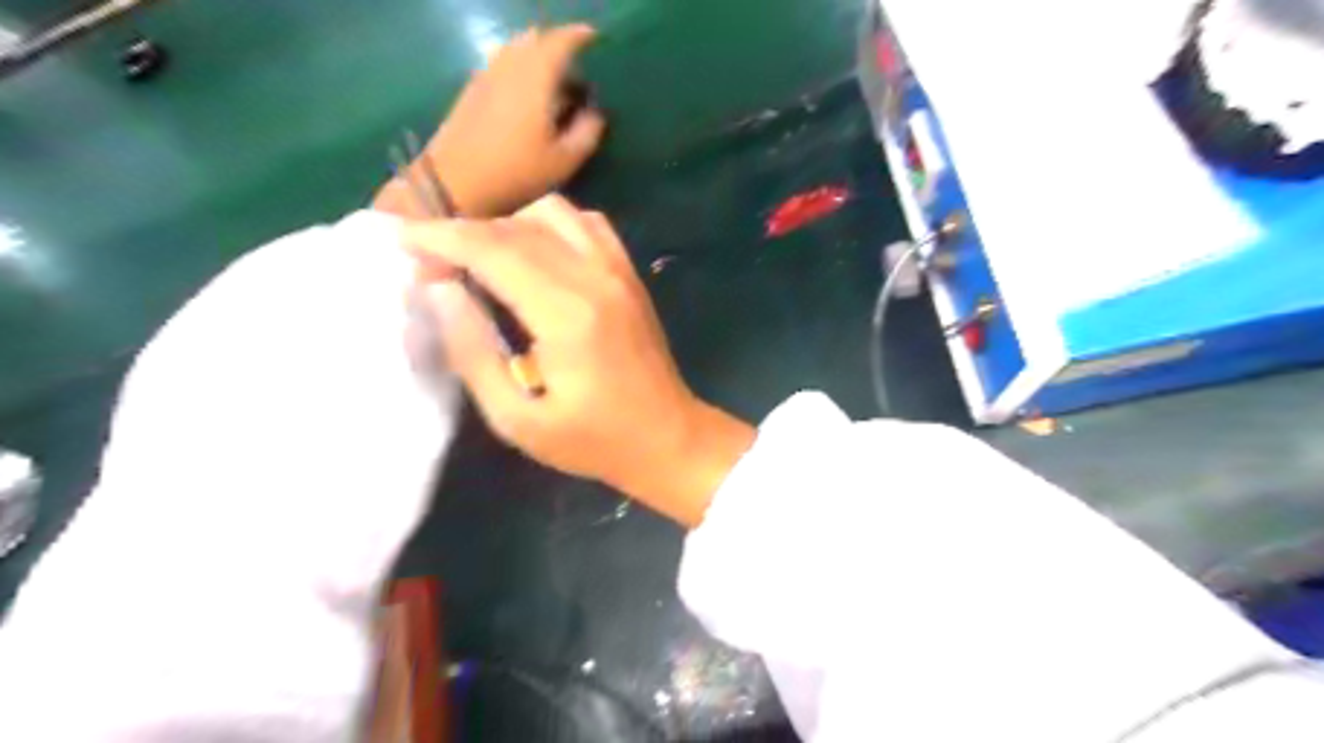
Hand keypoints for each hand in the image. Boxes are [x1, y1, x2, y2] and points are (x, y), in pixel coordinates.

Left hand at [374, 26, 606, 216]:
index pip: (561, 41)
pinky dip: (519, 68)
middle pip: (535, 39)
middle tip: (576, 65)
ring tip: (553, 80)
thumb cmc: (516, 173)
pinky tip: (527, 94)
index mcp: (536, 76)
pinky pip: (501, 64)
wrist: (455, 183)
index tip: (595, 39)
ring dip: (536, 55)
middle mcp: (510, 65)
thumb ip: (587, 132)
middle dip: (557, 44)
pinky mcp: (472, 90)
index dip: (580, 36)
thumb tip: (596, 113)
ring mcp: (487, 75)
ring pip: (515, 49)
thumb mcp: (563, 161)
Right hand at [404, 193, 755, 525]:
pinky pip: (586, 223)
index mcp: (567, 314)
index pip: (492, 250)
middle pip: (516, 227)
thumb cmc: (593, 441)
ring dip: (506, 225)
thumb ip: (472, 353)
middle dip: (462, 233)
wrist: (667, 437)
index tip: (400, 240)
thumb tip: (438, 292)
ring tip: (481, 260)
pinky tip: (534, 255)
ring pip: (552, 212)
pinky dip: (549, 225)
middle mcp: (595, 277)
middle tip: (430, 264)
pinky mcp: (629, 275)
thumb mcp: (517, 419)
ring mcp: (618, 271)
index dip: (440, 238)